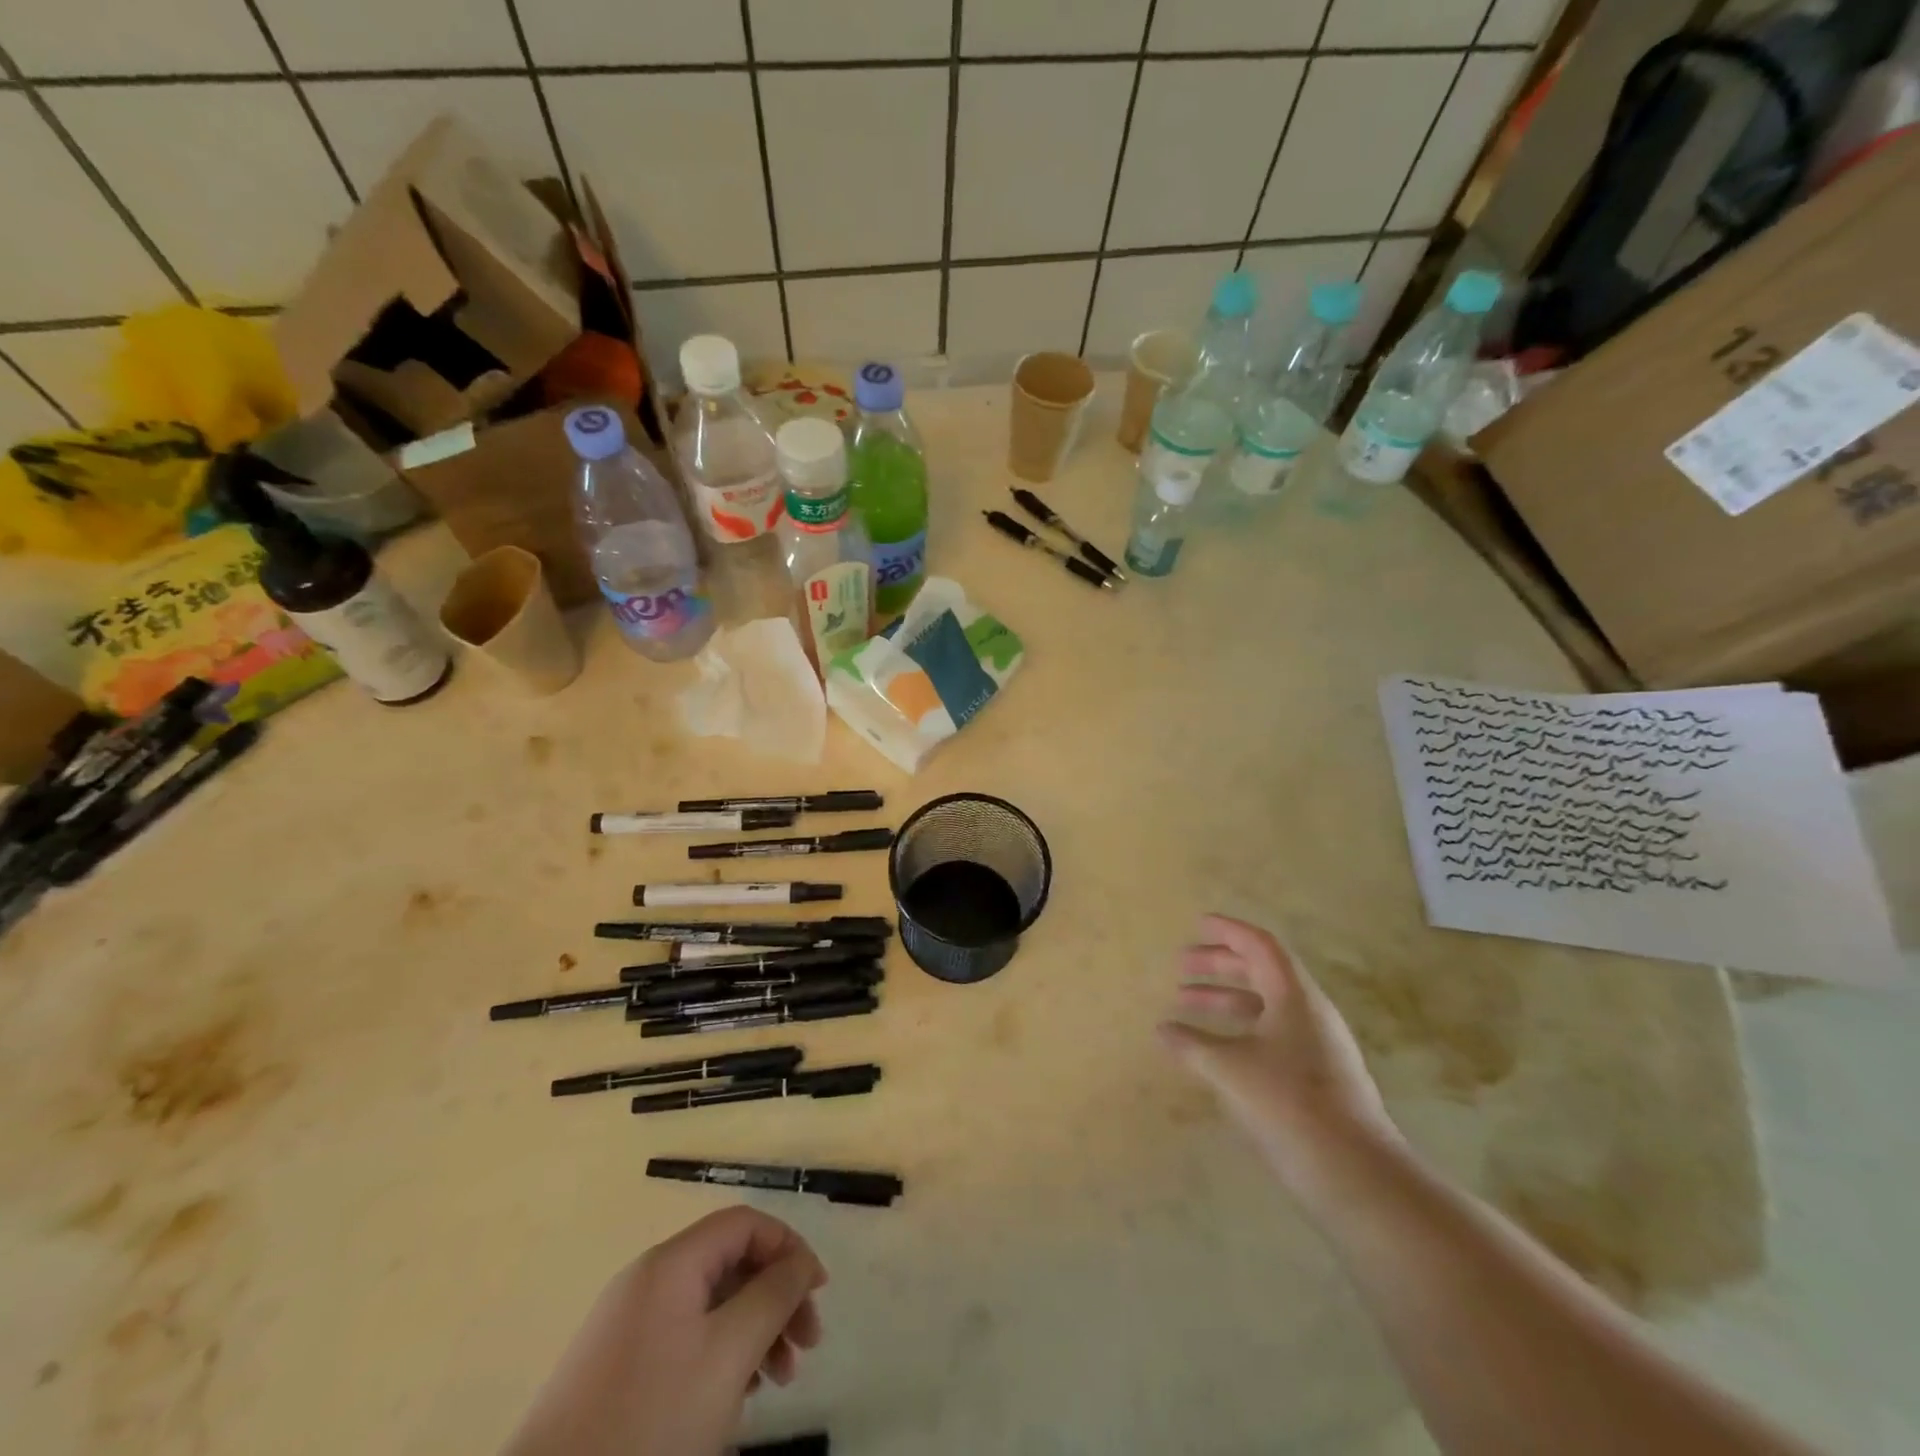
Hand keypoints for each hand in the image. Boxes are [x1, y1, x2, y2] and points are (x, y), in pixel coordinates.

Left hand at [503, 1207, 825, 1455]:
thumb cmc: (649, 1423)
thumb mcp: (727, 1354)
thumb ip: (773, 1296)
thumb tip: (800, 1261)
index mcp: (671, 1264)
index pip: (745, 1224)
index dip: (788, 1248)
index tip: (818, 1293)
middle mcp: (648, 1281)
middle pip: (730, 1264)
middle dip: (775, 1298)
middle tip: (806, 1346)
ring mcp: (628, 1326)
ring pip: (710, 1307)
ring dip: (753, 1332)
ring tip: (776, 1383)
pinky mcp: (616, 1370)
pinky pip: (685, 1340)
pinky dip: (720, 1357)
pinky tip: (733, 1401)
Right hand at [1158, 914, 1400, 1203]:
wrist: (1357, 1174)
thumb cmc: (1290, 1105)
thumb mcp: (1230, 1070)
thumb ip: (1193, 1046)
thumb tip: (1162, 1030)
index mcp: (1295, 996)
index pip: (1261, 946)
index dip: (1228, 931)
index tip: (1198, 924)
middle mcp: (1310, 1013)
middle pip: (1262, 972)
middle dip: (1220, 965)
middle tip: (1182, 966)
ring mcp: (1318, 1047)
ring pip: (1265, 1006)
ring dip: (1226, 999)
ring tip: (1186, 1006)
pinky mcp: (1319, 1079)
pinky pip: (1272, 1035)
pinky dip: (1240, 1030)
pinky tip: (1217, 1051)